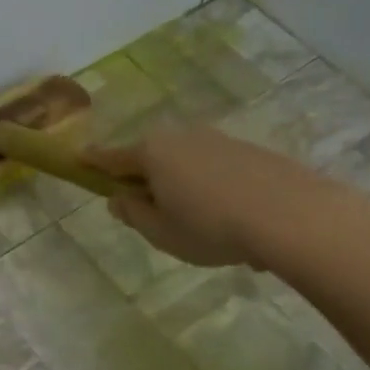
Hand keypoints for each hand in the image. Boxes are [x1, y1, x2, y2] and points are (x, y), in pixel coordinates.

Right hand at [85, 125, 367, 273]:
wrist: (292, 215)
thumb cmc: (211, 227)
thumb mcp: (161, 233)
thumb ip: (134, 214)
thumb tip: (119, 199)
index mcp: (152, 153)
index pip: (112, 157)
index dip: (92, 162)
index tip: (78, 159)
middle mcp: (183, 137)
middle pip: (151, 157)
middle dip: (145, 180)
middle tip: (149, 214)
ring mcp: (219, 140)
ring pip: (186, 164)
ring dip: (182, 187)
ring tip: (198, 227)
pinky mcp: (250, 151)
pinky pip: (216, 171)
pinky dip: (212, 191)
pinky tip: (231, 224)